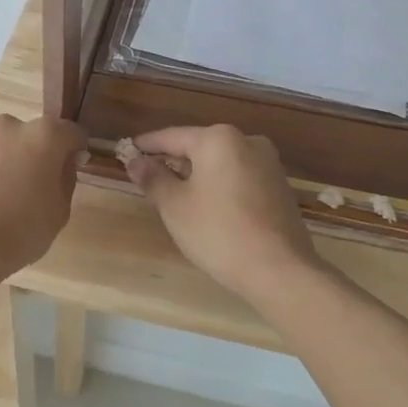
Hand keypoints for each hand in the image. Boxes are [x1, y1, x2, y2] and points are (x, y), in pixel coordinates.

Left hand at [0, 115, 85, 279]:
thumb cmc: (21, 232)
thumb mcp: (60, 212)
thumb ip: (65, 177)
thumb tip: (64, 161)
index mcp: (44, 136)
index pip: (69, 132)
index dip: (73, 149)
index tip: (69, 166)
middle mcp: (8, 126)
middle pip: (27, 134)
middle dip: (30, 153)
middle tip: (25, 185)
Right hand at [124, 125, 320, 301]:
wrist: (280, 270)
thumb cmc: (219, 232)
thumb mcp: (175, 206)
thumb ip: (153, 178)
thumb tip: (136, 161)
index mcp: (218, 139)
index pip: (172, 136)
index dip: (147, 146)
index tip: (127, 152)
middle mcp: (247, 141)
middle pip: (199, 146)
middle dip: (173, 161)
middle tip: (149, 177)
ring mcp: (268, 163)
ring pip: (221, 162)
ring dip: (198, 174)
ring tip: (176, 195)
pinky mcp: (279, 186)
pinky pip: (239, 177)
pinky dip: (220, 185)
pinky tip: (209, 207)